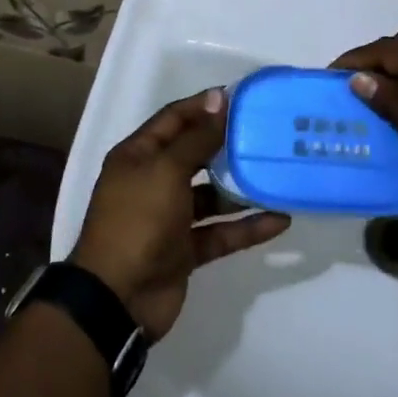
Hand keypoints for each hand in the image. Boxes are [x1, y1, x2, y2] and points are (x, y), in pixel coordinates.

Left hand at [71, 88, 290, 338]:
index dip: (205, 106)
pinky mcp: (185, 250)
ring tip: (277, 175)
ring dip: (241, 188)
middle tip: (266, 133)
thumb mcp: (166, 171)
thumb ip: (197, 138)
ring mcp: (169, 218)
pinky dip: (247, 227)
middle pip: (195, 155)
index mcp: (138, 156)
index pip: (174, 119)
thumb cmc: (138, 221)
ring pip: (211, 196)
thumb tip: (219, 98)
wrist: (117, 298)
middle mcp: (153, 181)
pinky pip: (221, 232)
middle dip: (227, 145)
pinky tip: (280, 219)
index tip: (240, 98)